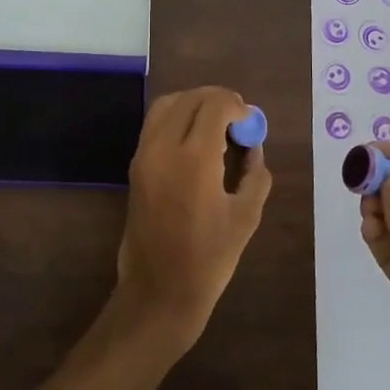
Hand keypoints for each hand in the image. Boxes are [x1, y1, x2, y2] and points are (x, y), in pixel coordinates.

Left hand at [113, 86, 272, 353]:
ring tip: (217, 125)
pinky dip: (177, 118)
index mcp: (194, 159)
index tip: (250, 123)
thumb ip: (255, 173)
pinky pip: (155, 123)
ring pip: (167, 104)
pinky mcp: (134, 165)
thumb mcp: (246, 216)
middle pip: (190, 98)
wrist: (158, 291)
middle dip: (217, 100)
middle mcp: (163, 147)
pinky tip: (196, 140)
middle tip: (238, 120)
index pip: (215, 105)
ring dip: (194, 104)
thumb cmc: (209, 259)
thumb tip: (252, 146)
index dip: (237, 106)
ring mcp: (144, 154)